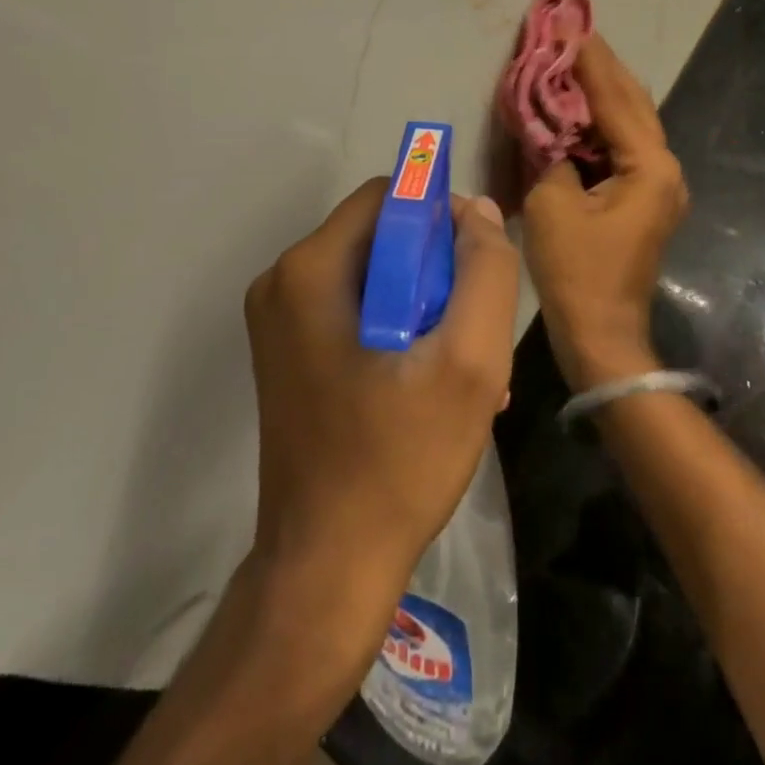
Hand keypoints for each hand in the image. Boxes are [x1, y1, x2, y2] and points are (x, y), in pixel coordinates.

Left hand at [245, 179, 519, 606]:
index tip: (477, 268)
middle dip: (438, 272)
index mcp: (310, 270)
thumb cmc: (399, 460)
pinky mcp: (289, 354)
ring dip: (426, 308)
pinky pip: (356, 312)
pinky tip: (433, 385)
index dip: (442, 217)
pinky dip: (399, 331)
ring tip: (465, 369)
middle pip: (381, 236)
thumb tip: (479, 212)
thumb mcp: (468, 362)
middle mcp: (283, 283)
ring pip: (375, 277)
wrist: (326, 568)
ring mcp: (280, 321)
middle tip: (475, 332)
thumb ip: (485, 272)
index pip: (388, 196)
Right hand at [524, 35, 688, 391]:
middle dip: (602, 68)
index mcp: (649, 166)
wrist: (601, 334)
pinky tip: (577, 109)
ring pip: (630, 124)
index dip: (589, 61)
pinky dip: (600, 124)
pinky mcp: (642, 200)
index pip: (615, 98)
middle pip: (632, 104)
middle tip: (574, 33)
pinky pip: (622, 147)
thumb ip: (551, 151)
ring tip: (574, 59)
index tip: (569, 24)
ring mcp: (657, 186)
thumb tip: (550, 124)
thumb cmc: (577, 271)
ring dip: (602, 93)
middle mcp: (664, 169)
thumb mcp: (552, 203)